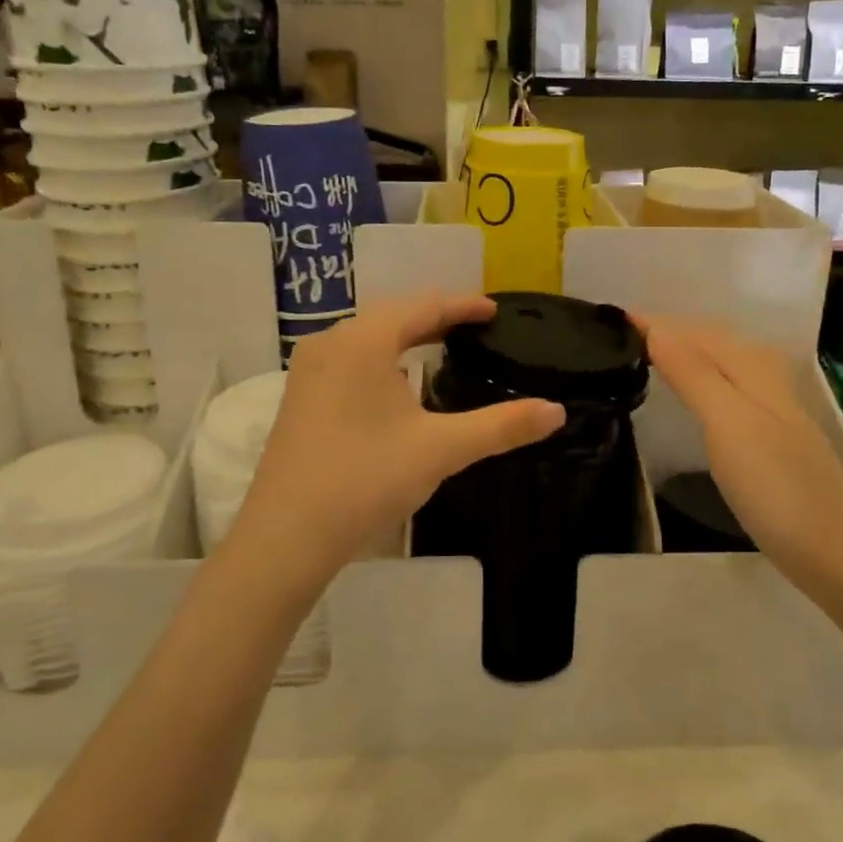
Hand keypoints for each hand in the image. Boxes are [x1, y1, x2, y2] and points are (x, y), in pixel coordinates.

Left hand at [234, 295, 564, 591]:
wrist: (286, 536)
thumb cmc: (366, 479)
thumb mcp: (441, 449)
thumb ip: (501, 426)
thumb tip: (556, 411)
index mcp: (363, 341)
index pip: (424, 306)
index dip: (463, 305)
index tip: (494, 310)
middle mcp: (331, 343)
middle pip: (393, 315)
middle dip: (435, 317)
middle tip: (474, 326)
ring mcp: (308, 370)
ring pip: (368, 337)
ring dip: (405, 336)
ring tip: (441, 346)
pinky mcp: (300, 397)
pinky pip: (350, 358)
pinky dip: (382, 358)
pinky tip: (397, 383)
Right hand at [638, 317, 842, 597]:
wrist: (839, 553)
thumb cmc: (777, 486)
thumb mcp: (729, 423)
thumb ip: (693, 372)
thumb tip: (656, 326)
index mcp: (752, 366)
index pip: (693, 331)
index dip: (653, 323)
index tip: (609, 319)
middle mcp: (764, 378)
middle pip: (709, 341)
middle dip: (667, 332)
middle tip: (617, 335)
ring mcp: (770, 409)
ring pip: (718, 364)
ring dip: (682, 354)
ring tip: (642, 357)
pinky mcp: (769, 438)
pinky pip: (724, 390)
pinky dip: (698, 381)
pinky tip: (688, 397)